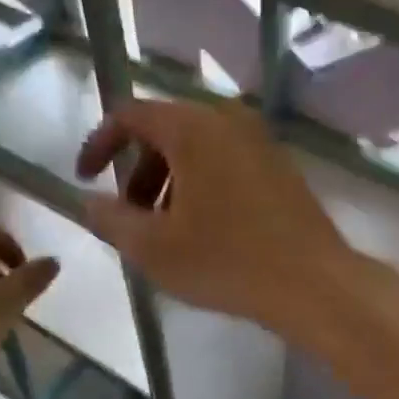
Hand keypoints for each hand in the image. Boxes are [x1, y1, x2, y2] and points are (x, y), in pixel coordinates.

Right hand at [75, 99, 356, 335]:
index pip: (130, 115)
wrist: (313, 283)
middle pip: (165, 130)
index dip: (99, 144)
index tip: (85, 180)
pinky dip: (201, 184)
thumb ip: (110, 219)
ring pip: (197, 148)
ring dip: (169, 181)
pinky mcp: (281, 166)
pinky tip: (205, 229)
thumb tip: (89, 203)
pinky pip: (226, 162)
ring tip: (166, 230)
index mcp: (193, 127)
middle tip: (130, 215)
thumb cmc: (227, 262)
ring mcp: (260, 141)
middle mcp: (228, 120)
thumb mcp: (153, 248)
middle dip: (137, 170)